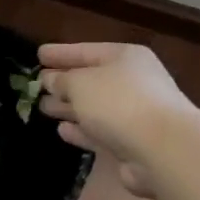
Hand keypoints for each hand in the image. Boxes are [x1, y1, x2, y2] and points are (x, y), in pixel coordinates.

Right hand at [37, 42, 199, 197]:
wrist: (163, 149)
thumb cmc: (119, 102)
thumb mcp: (81, 83)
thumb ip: (62, 80)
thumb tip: (51, 80)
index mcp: (125, 58)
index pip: (87, 50)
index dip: (61, 53)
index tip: (38, 55)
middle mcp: (133, 83)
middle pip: (92, 80)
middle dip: (64, 83)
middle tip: (37, 85)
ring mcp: (135, 115)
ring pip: (94, 108)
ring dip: (69, 108)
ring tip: (43, 107)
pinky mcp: (132, 144)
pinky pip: (100, 133)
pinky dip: (81, 131)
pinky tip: (62, 131)